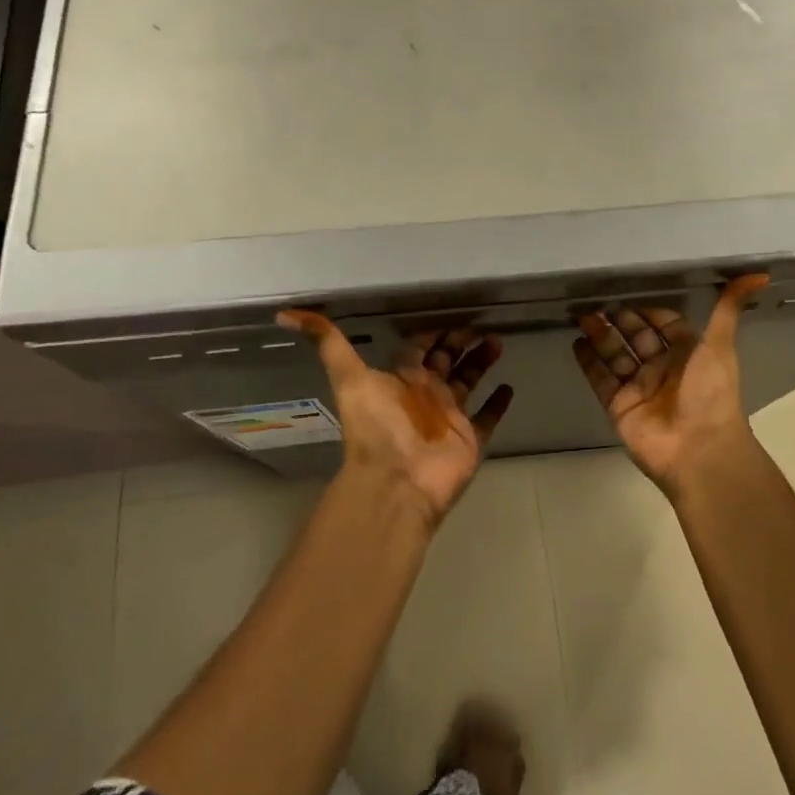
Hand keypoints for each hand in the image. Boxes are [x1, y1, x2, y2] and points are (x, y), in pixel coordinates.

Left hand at [278, 311, 513, 527]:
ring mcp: (448, 417)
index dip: (431, 331)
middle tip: (480, 324)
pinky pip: (488, 418)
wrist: (396, 482)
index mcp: (400, 379)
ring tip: (499, 342)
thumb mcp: (348, 377)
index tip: (449, 313)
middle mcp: (424, 394)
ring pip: (468, 382)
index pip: (417, 347)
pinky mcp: (469, 439)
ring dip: (481, 363)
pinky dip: (498, 404)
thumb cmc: (376, 427)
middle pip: (445, 362)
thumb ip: (326, 342)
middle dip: (460, 342)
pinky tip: (509, 387)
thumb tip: (285, 313)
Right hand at [573, 275, 769, 493]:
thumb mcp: (720, 345)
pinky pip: (600, 379)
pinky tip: (576, 342)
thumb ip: (728, 308)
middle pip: (636, 338)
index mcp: (688, 355)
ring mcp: (638, 388)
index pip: (665, 325)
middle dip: (619, 320)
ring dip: (600, 336)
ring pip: (615, 355)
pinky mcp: (618, 406)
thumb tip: (760, 274)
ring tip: (582, 316)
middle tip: (597, 301)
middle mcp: (662, 369)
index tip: (629, 292)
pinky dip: (588, 362)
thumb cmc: (710, 393)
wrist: (698, 450)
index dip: (649, 311)